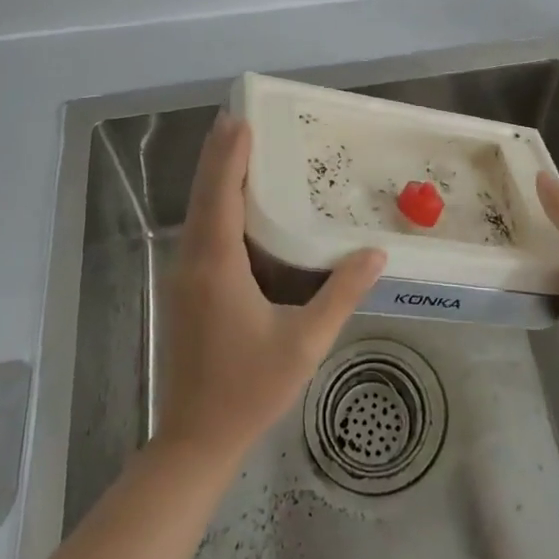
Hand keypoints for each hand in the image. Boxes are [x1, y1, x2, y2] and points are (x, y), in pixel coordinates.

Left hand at [157, 112, 385, 465]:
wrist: (193, 441)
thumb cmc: (249, 389)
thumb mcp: (304, 343)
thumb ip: (340, 294)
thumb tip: (376, 253)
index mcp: (217, 266)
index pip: (221, 196)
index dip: (230, 156)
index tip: (241, 119)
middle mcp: (192, 262)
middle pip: (203, 195)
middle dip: (218, 154)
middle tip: (237, 117)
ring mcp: (182, 276)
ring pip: (195, 212)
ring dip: (213, 176)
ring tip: (234, 145)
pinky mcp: (183, 290)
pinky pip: (197, 231)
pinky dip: (212, 203)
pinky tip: (231, 201)